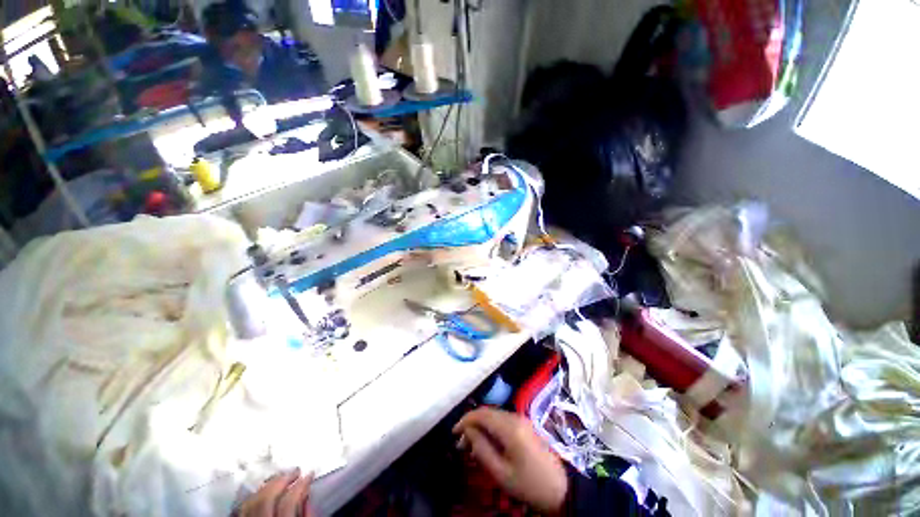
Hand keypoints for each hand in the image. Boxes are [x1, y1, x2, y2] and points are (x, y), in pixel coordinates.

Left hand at [236, 468, 313, 516]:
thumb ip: (305, 513)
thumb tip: (307, 496)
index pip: (290, 499)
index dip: (302, 484)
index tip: (310, 474)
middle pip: (267, 495)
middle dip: (283, 478)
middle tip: (296, 470)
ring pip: (252, 499)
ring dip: (267, 484)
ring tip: (280, 476)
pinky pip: (241, 506)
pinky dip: (252, 495)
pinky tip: (261, 489)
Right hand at [453, 408, 567, 513]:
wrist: (562, 488)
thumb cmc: (530, 484)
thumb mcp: (502, 473)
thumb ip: (482, 449)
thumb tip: (468, 432)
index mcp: (510, 427)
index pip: (481, 414)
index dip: (465, 420)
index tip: (453, 433)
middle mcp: (515, 417)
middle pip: (487, 412)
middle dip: (471, 423)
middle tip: (461, 442)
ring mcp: (522, 419)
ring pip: (494, 415)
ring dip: (481, 425)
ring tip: (471, 444)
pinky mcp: (525, 425)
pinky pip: (503, 420)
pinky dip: (491, 427)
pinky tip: (487, 441)